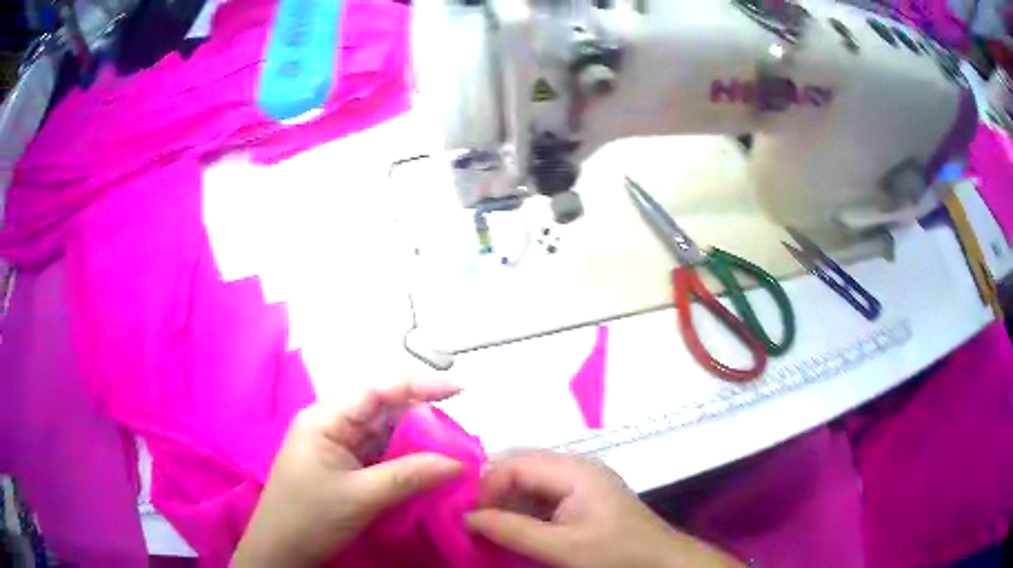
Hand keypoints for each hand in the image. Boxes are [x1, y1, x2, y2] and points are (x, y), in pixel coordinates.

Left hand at [232, 379, 463, 567]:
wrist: (281, 549)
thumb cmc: (311, 516)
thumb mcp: (362, 497)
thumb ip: (410, 475)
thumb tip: (459, 463)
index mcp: (326, 419)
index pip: (376, 390)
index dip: (418, 385)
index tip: (459, 389)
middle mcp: (331, 423)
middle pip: (382, 409)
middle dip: (421, 416)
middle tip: (458, 431)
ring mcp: (336, 445)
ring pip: (383, 432)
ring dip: (415, 439)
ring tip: (450, 447)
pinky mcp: (343, 464)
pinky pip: (379, 452)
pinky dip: (403, 457)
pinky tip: (425, 464)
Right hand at [466, 452, 743, 567]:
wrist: (661, 565)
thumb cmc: (617, 554)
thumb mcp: (561, 547)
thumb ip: (512, 530)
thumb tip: (465, 516)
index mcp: (574, 470)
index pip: (515, 462)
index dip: (486, 485)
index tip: (466, 515)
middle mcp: (575, 468)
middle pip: (520, 468)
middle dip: (491, 492)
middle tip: (469, 520)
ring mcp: (579, 484)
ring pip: (528, 484)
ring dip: (504, 504)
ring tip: (484, 528)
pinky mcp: (581, 501)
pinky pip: (541, 499)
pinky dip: (520, 513)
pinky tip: (509, 531)